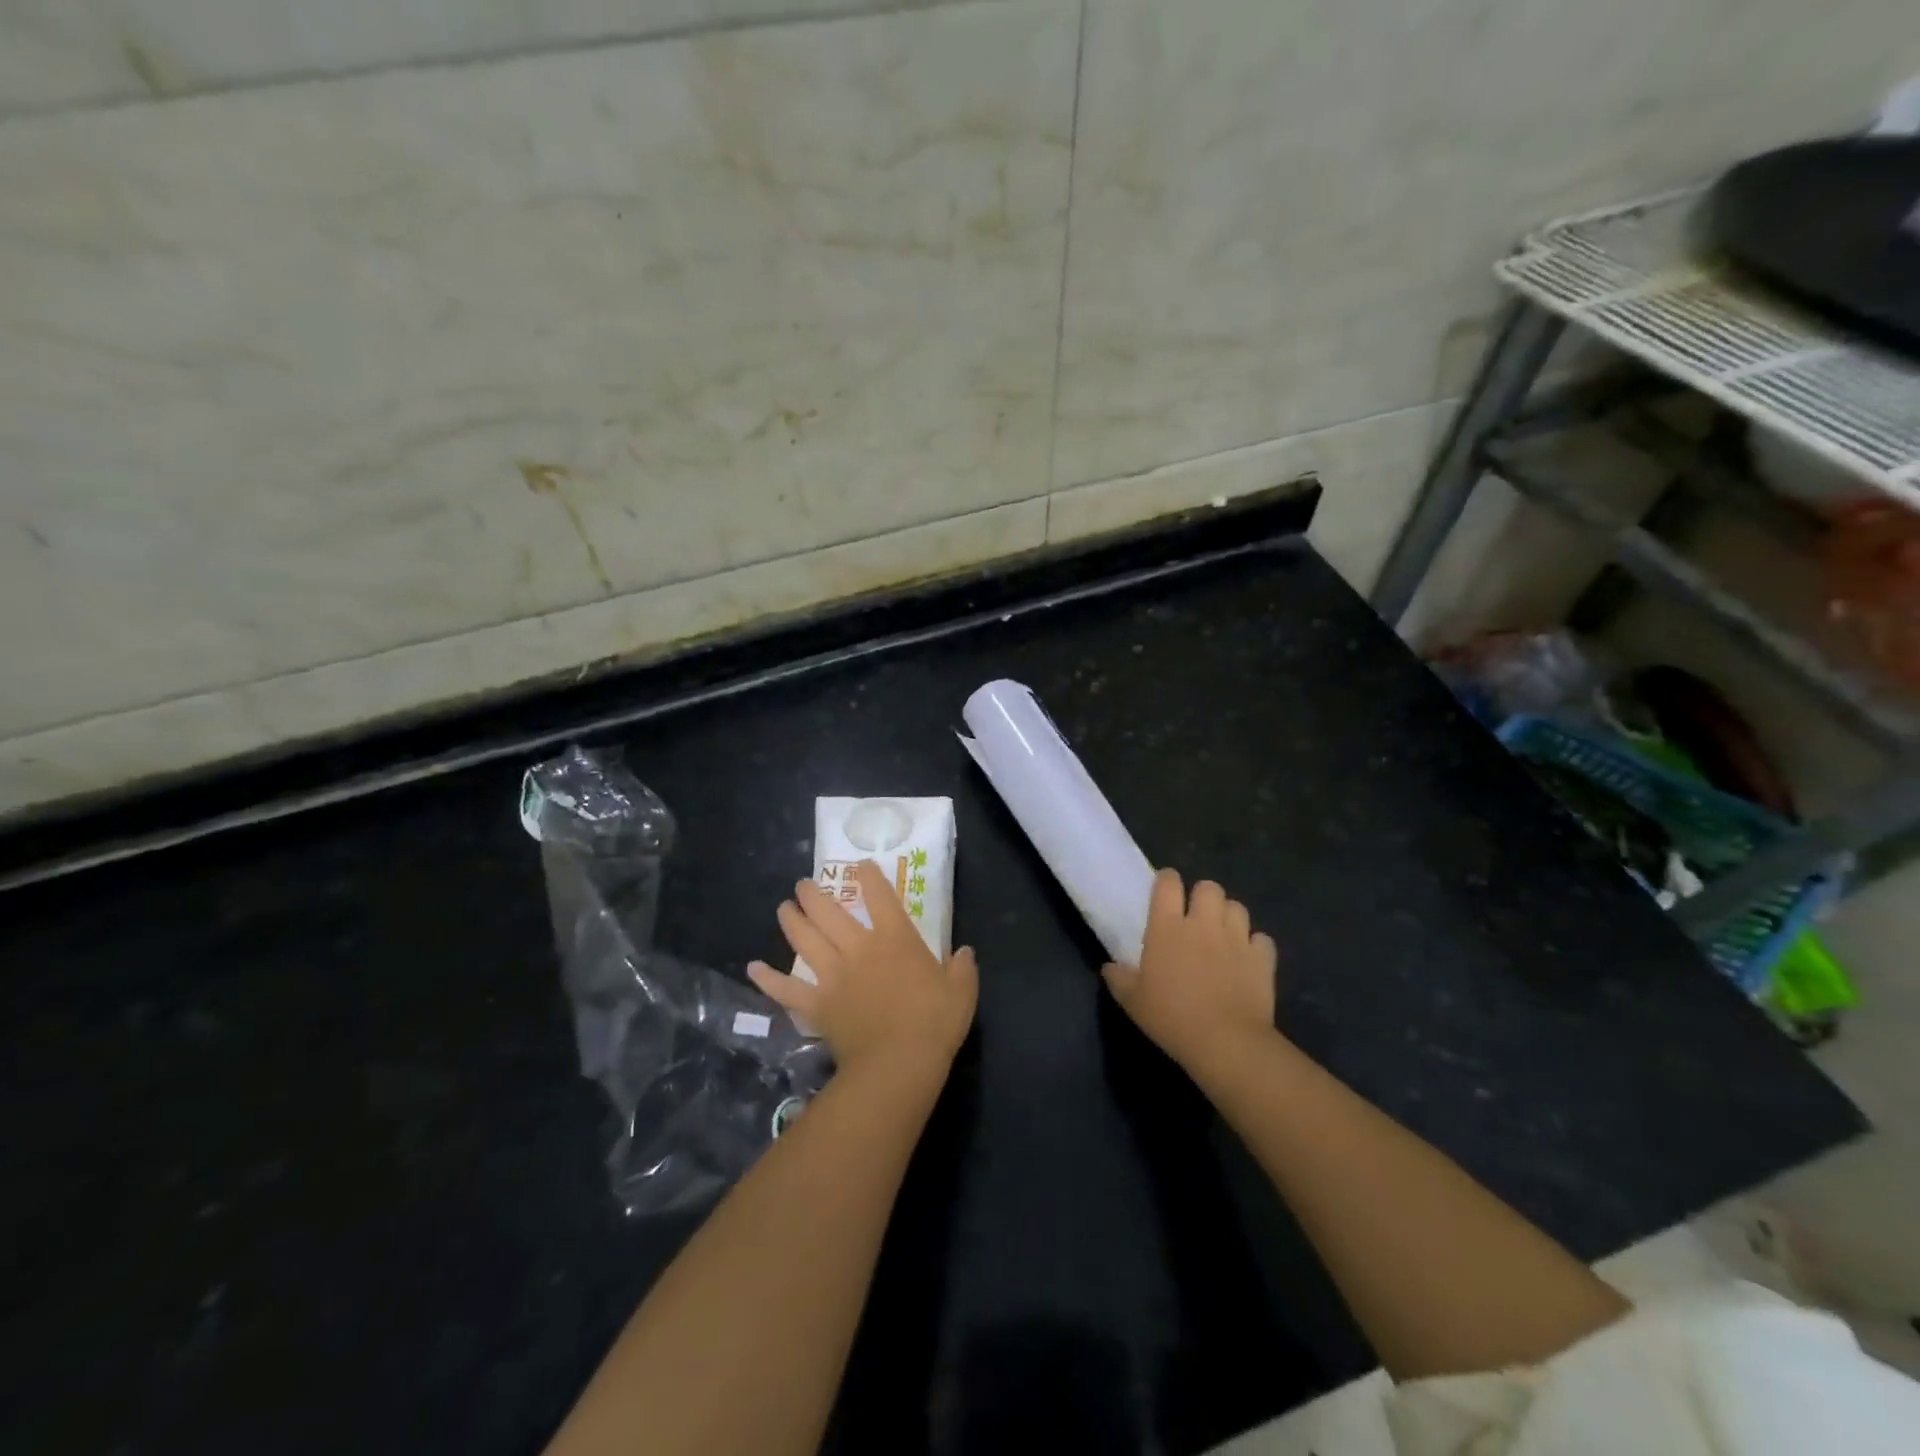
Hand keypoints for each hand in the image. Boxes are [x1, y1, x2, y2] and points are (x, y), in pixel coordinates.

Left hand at [748, 860, 977, 1081]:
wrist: (898, 1063)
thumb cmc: (935, 1023)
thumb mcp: (961, 991)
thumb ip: (962, 968)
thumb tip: (965, 952)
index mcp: (895, 938)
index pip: (880, 896)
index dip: (869, 876)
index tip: (860, 865)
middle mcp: (859, 948)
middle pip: (830, 912)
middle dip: (814, 894)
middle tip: (803, 885)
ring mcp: (833, 975)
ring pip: (805, 940)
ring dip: (792, 921)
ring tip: (783, 908)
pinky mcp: (817, 1005)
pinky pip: (787, 990)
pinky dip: (768, 979)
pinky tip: (753, 969)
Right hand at [1102, 869, 1277, 1075]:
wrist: (1225, 1043)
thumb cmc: (1172, 1018)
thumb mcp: (1132, 1002)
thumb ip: (1119, 978)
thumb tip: (1109, 967)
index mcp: (1167, 927)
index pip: (1168, 883)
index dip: (1167, 880)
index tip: (1165, 890)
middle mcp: (1203, 924)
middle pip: (1208, 887)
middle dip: (1203, 896)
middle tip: (1197, 917)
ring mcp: (1236, 939)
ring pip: (1237, 907)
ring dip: (1229, 916)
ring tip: (1223, 934)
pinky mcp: (1262, 959)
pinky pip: (1262, 939)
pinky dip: (1255, 945)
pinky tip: (1248, 959)